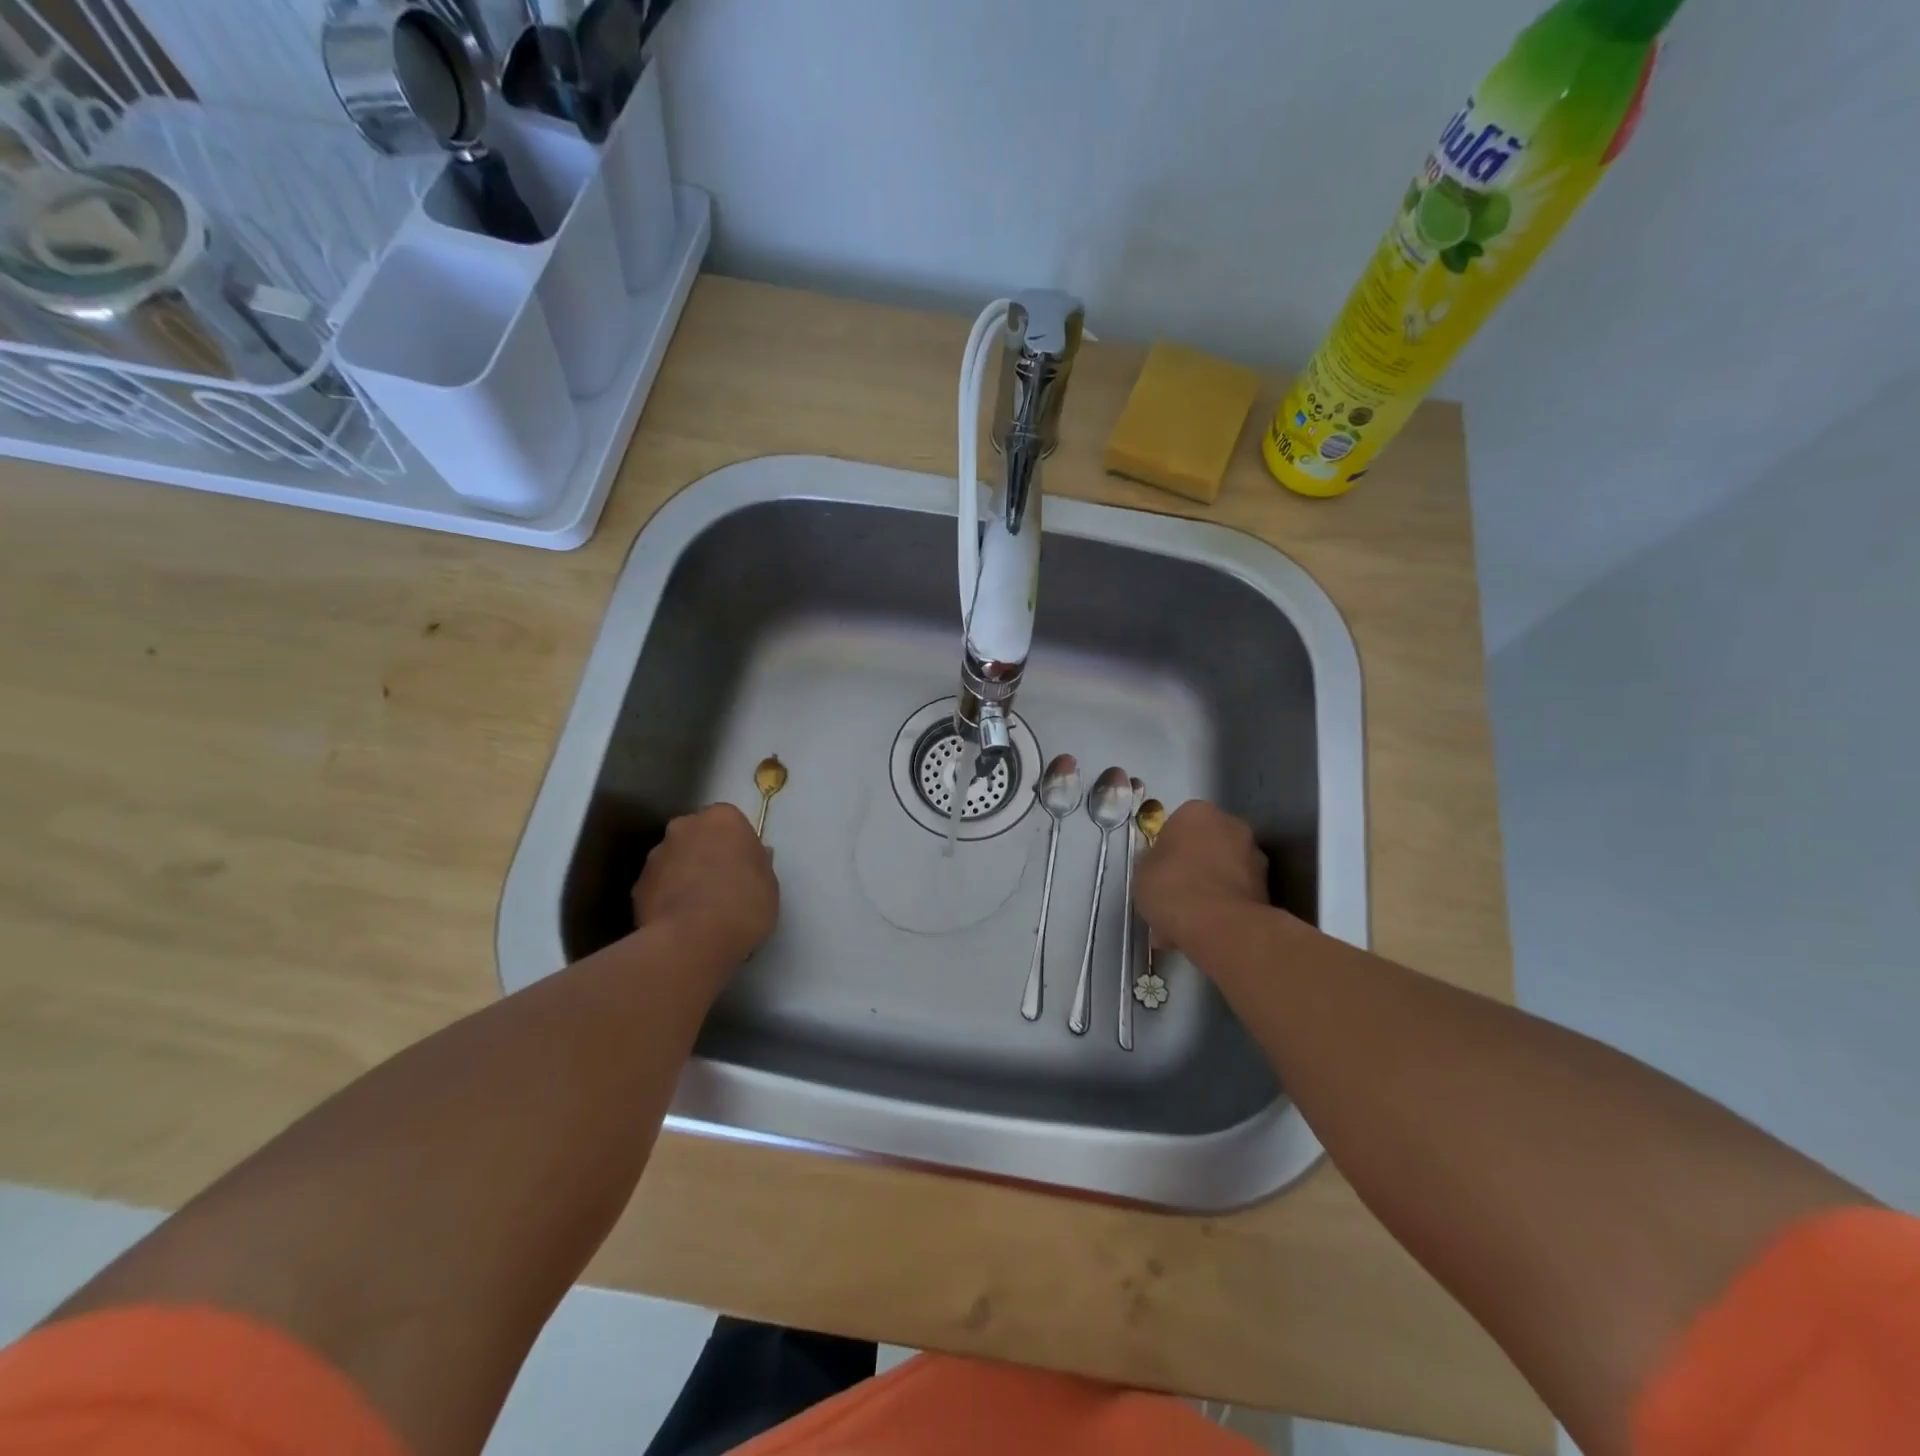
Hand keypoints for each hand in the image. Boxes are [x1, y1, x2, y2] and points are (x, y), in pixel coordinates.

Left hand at [632, 805, 778, 968]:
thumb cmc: (744, 904)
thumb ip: (758, 863)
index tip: (743, 866)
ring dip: (683, 874)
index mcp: (722, 818)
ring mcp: (656, 855)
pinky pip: (658, 886)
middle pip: (696, 835)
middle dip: (705, 853)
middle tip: (721, 883)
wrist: (693, 940)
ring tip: (698, 909)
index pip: (729, 821)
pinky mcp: (637, 885)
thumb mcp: (769, 883)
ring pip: (674, 859)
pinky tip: (679, 922)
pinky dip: (666, 898)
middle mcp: (684, 826)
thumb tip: (753, 856)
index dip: (735, 843)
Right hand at [1135, 801, 1269, 954]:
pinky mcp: (1268, 888)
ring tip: (1187, 924)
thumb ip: (1153, 862)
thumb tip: (1162, 866)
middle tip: (1173, 896)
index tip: (1158, 871)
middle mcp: (1231, 825)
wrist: (1221, 926)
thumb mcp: (1142, 872)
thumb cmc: (1172, 887)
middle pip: (1206, 845)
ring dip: (1209, 890)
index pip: (1178, 824)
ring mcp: (1254, 857)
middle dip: (1192, 868)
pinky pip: (1235, 894)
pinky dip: (1223, 908)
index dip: (1167, 849)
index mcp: (1197, 812)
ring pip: (1222, 872)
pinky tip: (1204, 932)